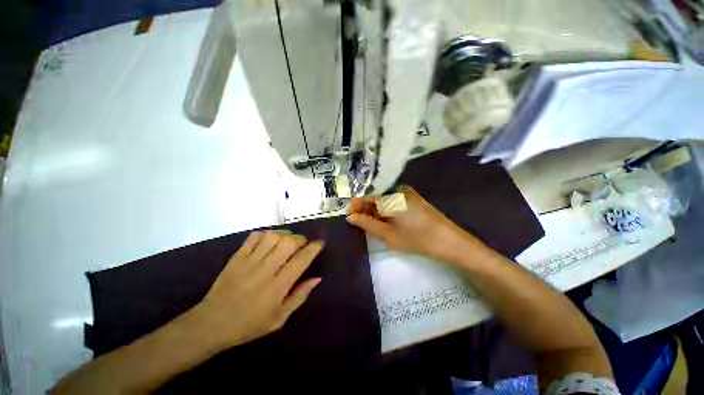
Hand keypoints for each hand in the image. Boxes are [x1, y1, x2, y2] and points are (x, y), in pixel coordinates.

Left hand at [196, 231, 323, 347]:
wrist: (217, 320)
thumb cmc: (250, 325)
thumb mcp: (279, 319)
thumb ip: (298, 297)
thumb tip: (316, 279)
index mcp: (278, 287)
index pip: (301, 260)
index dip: (313, 248)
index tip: (320, 243)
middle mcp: (265, 269)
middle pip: (287, 243)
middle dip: (299, 239)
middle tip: (303, 244)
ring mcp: (248, 261)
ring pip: (271, 236)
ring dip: (283, 234)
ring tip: (287, 240)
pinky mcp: (236, 257)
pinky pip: (253, 238)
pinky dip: (264, 234)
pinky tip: (268, 239)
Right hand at [347, 186, 482, 262]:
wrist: (446, 240)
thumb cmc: (415, 238)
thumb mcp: (387, 234)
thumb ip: (367, 223)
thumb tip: (350, 216)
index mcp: (390, 195)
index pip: (366, 196)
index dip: (355, 206)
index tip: (348, 217)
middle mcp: (398, 189)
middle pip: (375, 196)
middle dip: (365, 209)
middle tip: (358, 224)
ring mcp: (408, 193)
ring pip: (385, 199)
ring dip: (376, 211)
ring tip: (371, 226)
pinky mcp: (415, 200)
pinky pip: (395, 202)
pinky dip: (387, 211)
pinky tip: (385, 223)